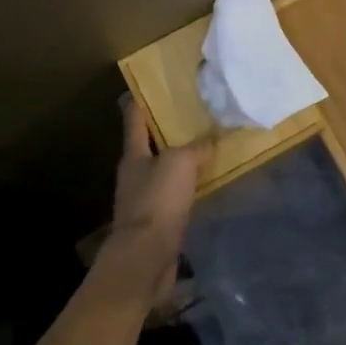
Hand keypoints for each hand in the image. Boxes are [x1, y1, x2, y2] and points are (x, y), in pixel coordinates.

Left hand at [107, 95, 211, 302]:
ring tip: (203, 149)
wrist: (146, 258)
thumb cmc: (158, 201)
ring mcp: (143, 200)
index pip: (134, 119)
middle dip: (166, 131)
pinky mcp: (155, 223)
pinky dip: (185, 188)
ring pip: (162, 172)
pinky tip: (202, 186)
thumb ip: (197, 147)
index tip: (148, 86)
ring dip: (178, 161)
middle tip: (191, 115)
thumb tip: (212, 137)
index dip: (139, 101)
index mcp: (133, 155)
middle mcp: (134, 175)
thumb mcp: (180, 163)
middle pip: (148, 146)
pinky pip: (172, 197)